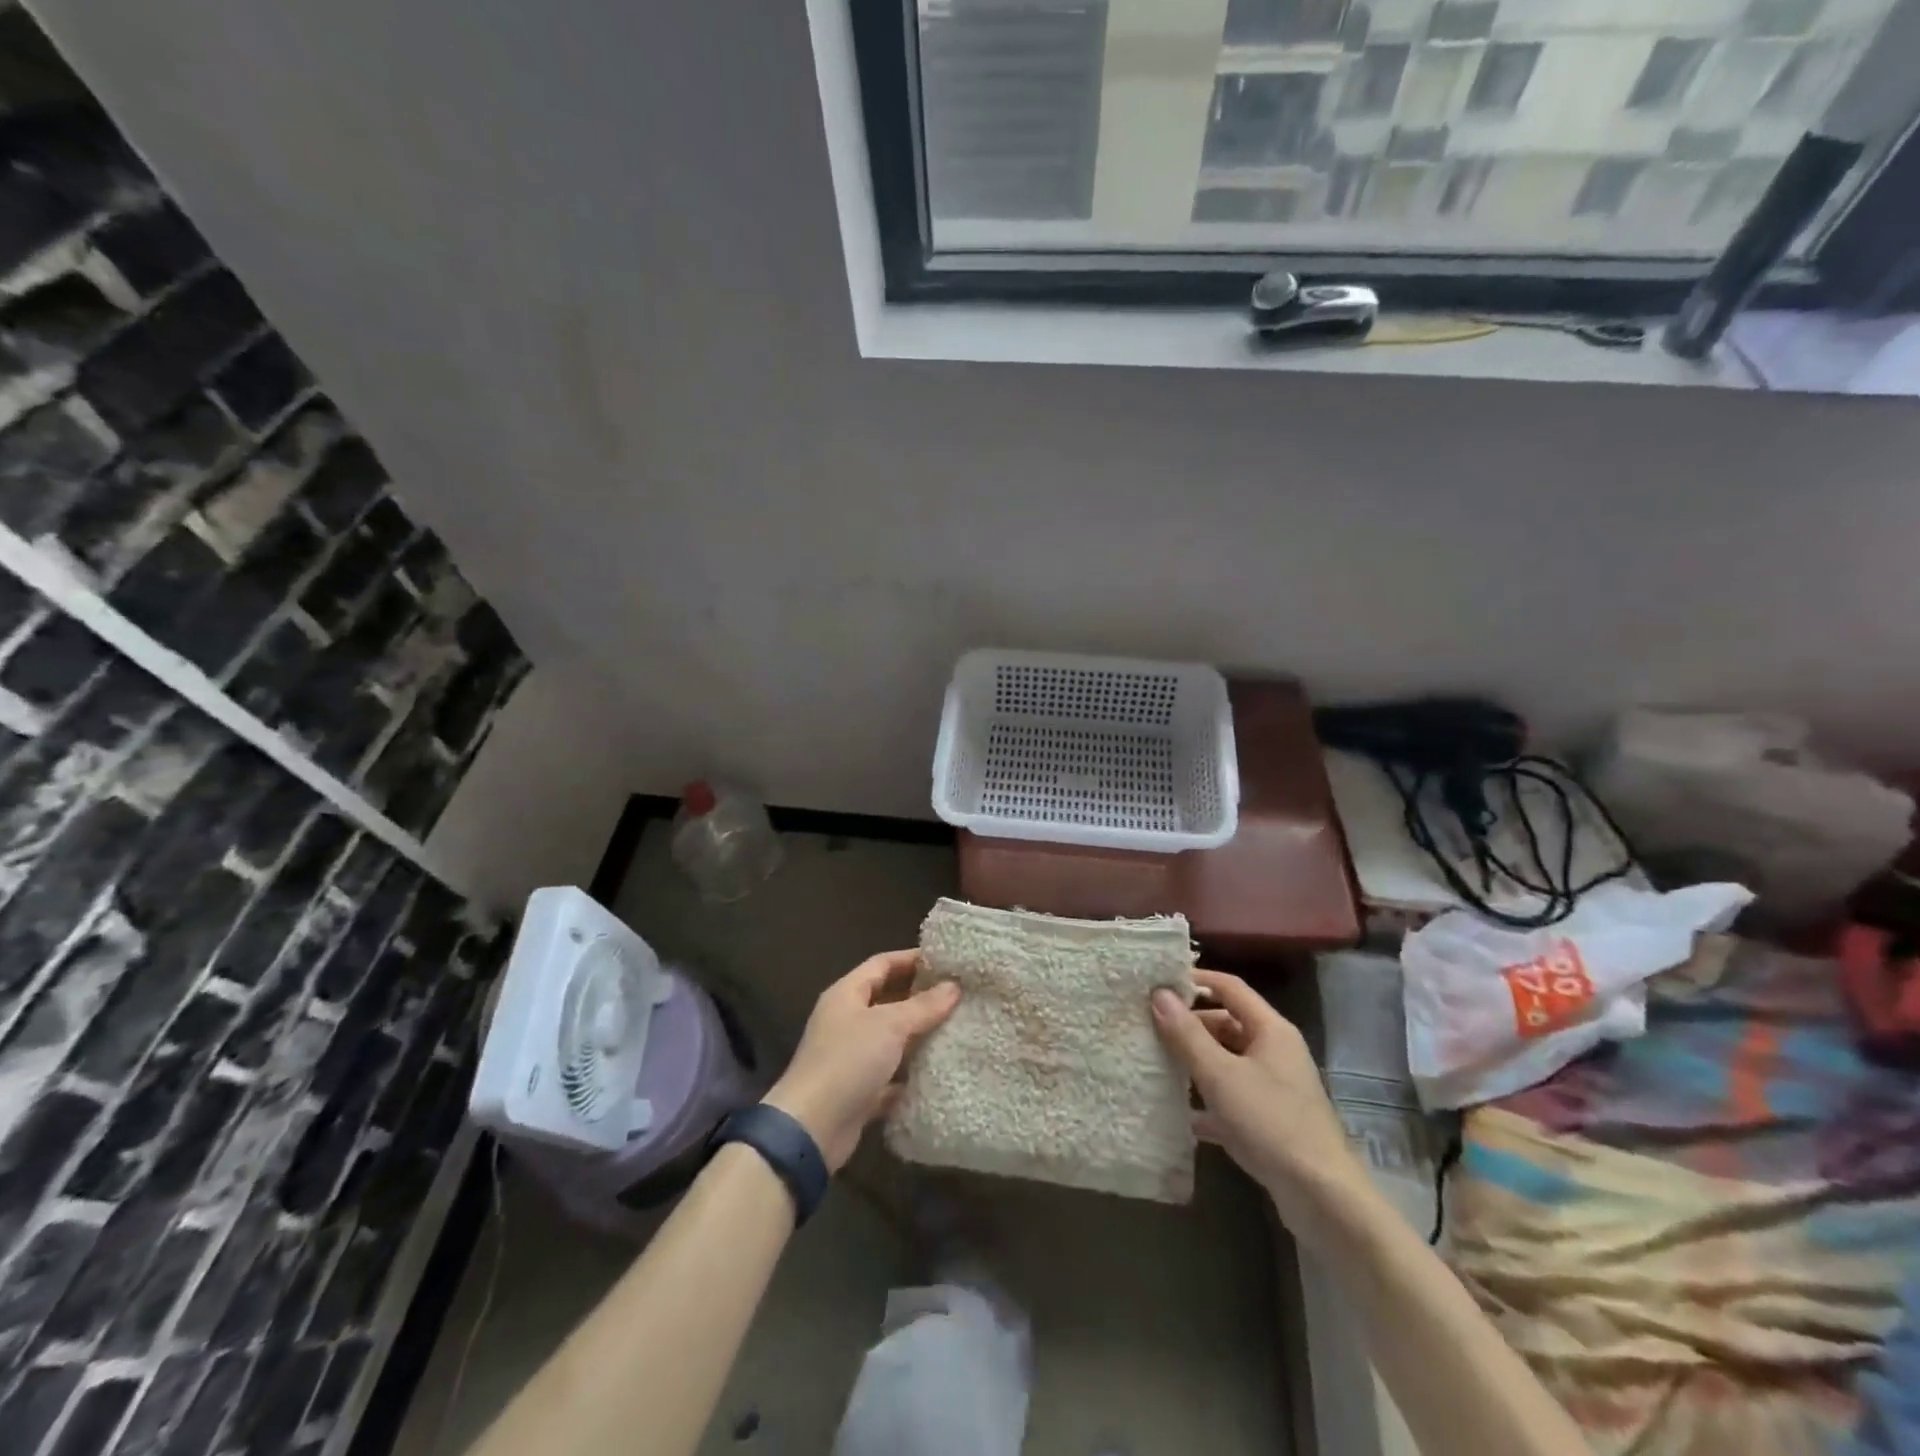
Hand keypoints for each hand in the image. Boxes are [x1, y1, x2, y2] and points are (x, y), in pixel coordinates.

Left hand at [764, 950, 959, 1171]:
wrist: (812, 1129)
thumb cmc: (848, 1061)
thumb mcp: (889, 1025)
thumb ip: (923, 1006)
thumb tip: (954, 987)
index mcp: (846, 994)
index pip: (881, 964)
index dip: (911, 959)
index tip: (945, 961)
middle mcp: (847, 1021)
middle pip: (887, 999)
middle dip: (920, 997)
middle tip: (957, 995)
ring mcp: (852, 1057)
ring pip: (891, 1038)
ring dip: (919, 1035)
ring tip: (956, 1028)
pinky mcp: (859, 1091)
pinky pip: (891, 1075)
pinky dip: (911, 1073)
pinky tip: (940, 1071)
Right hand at [1152, 970, 1368, 1246]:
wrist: (1322, 1199)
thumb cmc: (1271, 1123)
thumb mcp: (1220, 1076)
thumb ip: (1187, 1034)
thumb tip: (1159, 993)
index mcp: (1271, 1030)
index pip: (1230, 987)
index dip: (1196, 979)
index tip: (1159, 982)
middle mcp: (1275, 1051)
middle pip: (1227, 1024)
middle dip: (1190, 1025)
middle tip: (1151, 1028)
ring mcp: (1275, 1087)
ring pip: (1228, 1061)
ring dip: (1196, 1062)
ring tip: (1158, 1064)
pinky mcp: (1271, 1120)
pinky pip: (1232, 1096)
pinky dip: (1208, 1099)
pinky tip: (1181, 1114)